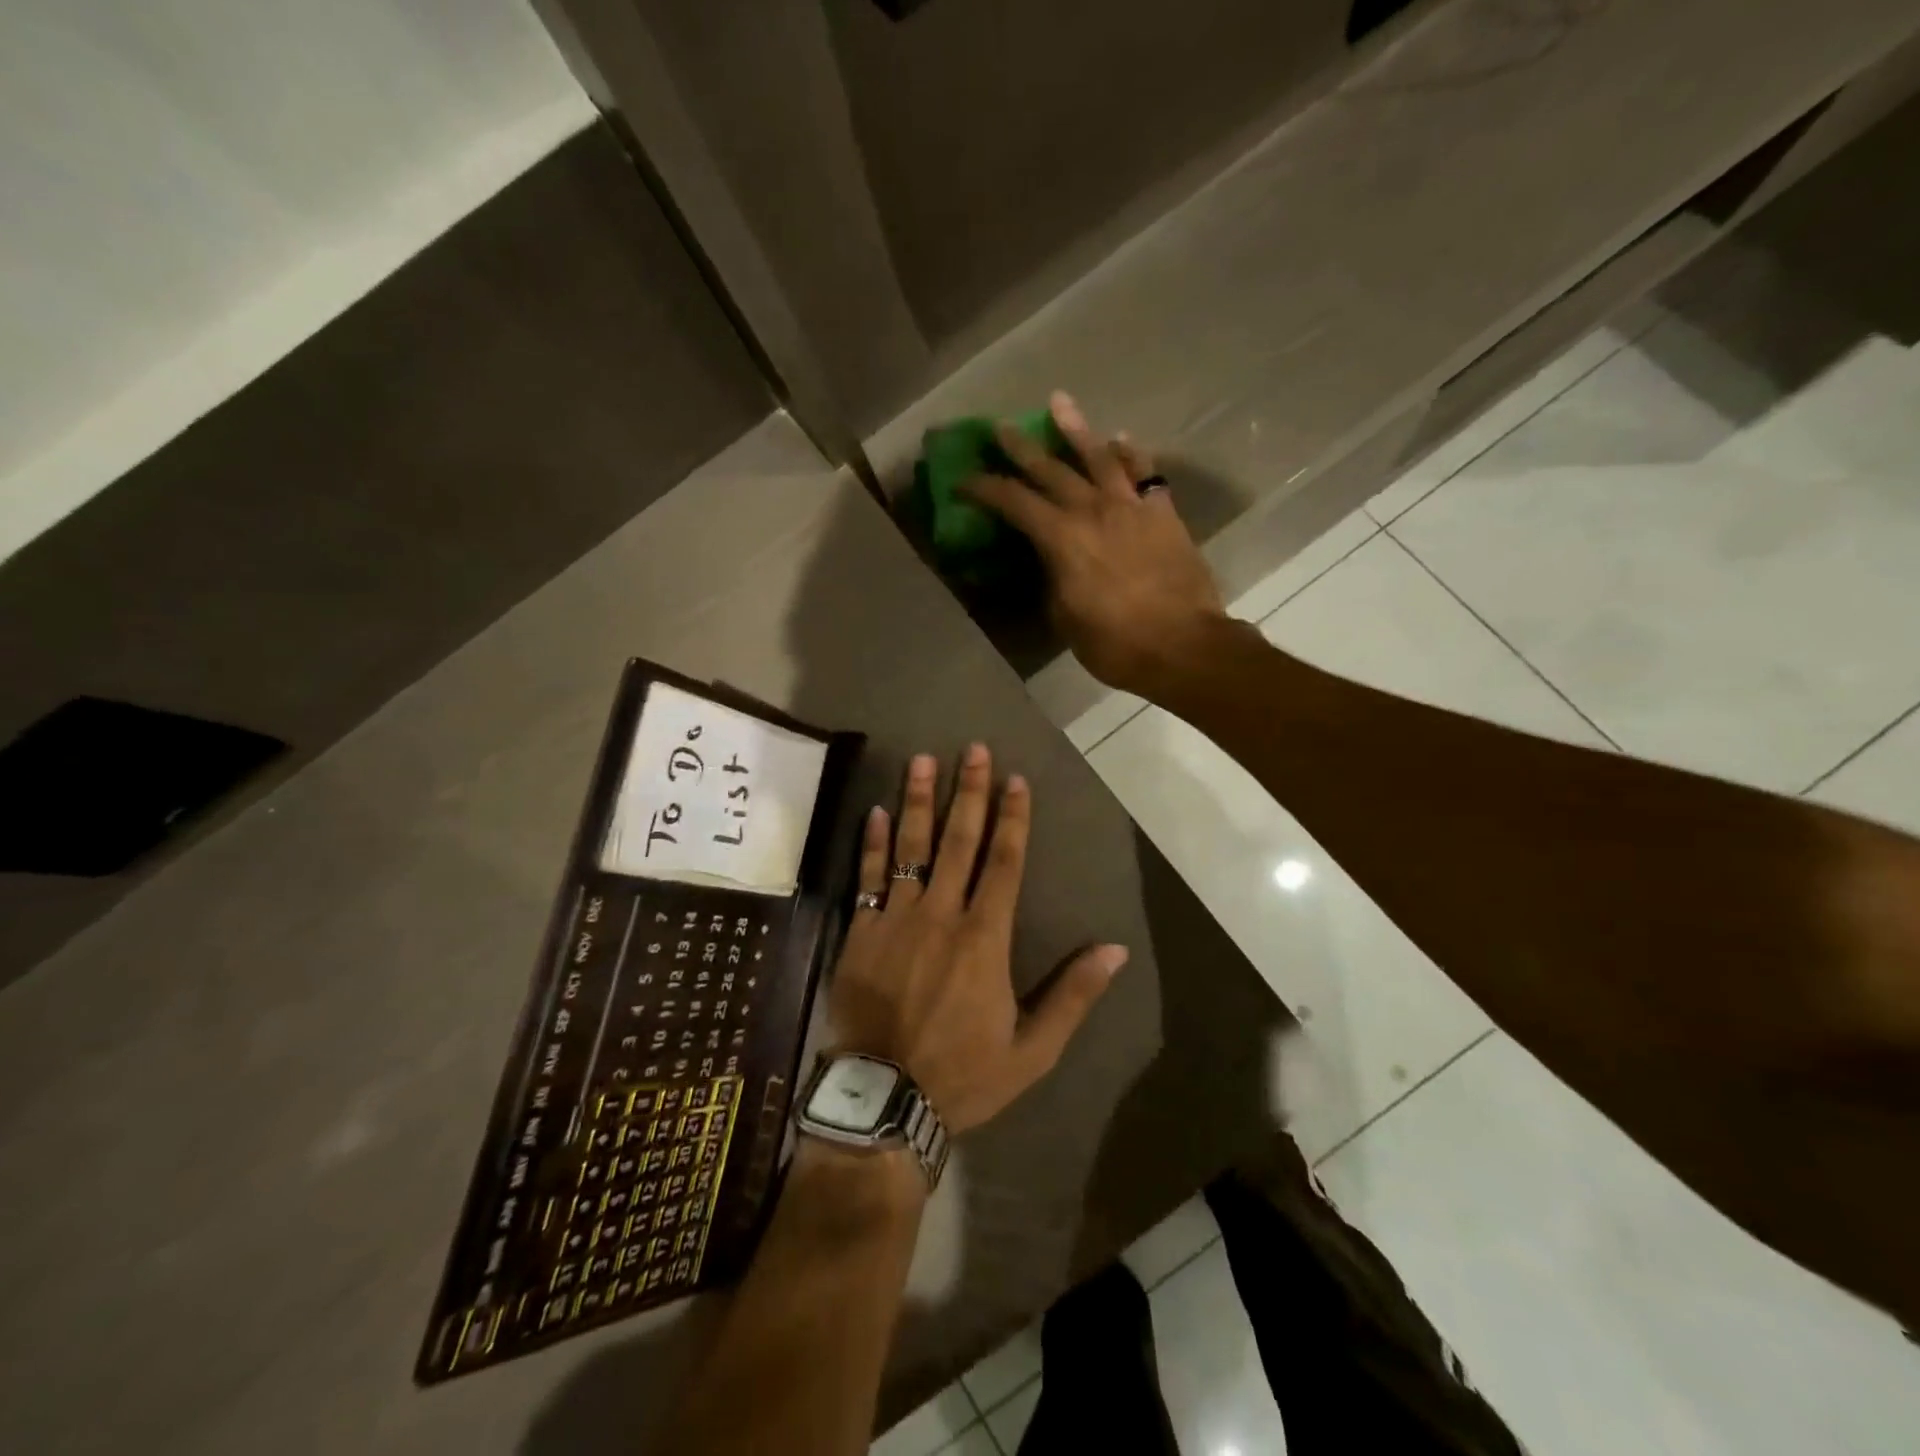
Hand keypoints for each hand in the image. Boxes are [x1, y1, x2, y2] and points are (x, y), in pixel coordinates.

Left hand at [828, 744, 1127, 1134]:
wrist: (883, 1102)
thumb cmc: (963, 1075)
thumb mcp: (1032, 1049)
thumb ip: (1073, 995)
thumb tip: (1115, 949)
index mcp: (984, 937)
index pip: (1004, 862)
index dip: (1012, 818)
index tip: (1016, 779)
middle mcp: (941, 915)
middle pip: (958, 841)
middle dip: (969, 791)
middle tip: (972, 749)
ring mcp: (897, 920)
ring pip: (910, 848)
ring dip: (917, 801)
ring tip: (921, 760)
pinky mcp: (861, 932)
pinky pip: (868, 878)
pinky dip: (871, 844)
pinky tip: (874, 812)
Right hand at [963, 391, 1227, 696]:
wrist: (1183, 645)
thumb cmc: (1115, 643)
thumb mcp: (1065, 618)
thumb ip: (1052, 580)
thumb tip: (1050, 561)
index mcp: (1061, 539)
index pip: (1013, 502)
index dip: (984, 488)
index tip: (964, 481)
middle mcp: (1093, 510)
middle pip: (1050, 469)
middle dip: (1020, 448)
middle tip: (1001, 428)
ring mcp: (1131, 508)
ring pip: (1100, 456)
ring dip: (1076, 429)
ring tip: (1059, 402)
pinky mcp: (1163, 514)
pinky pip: (1145, 473)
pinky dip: (1132, 454)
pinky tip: (1121, 439)